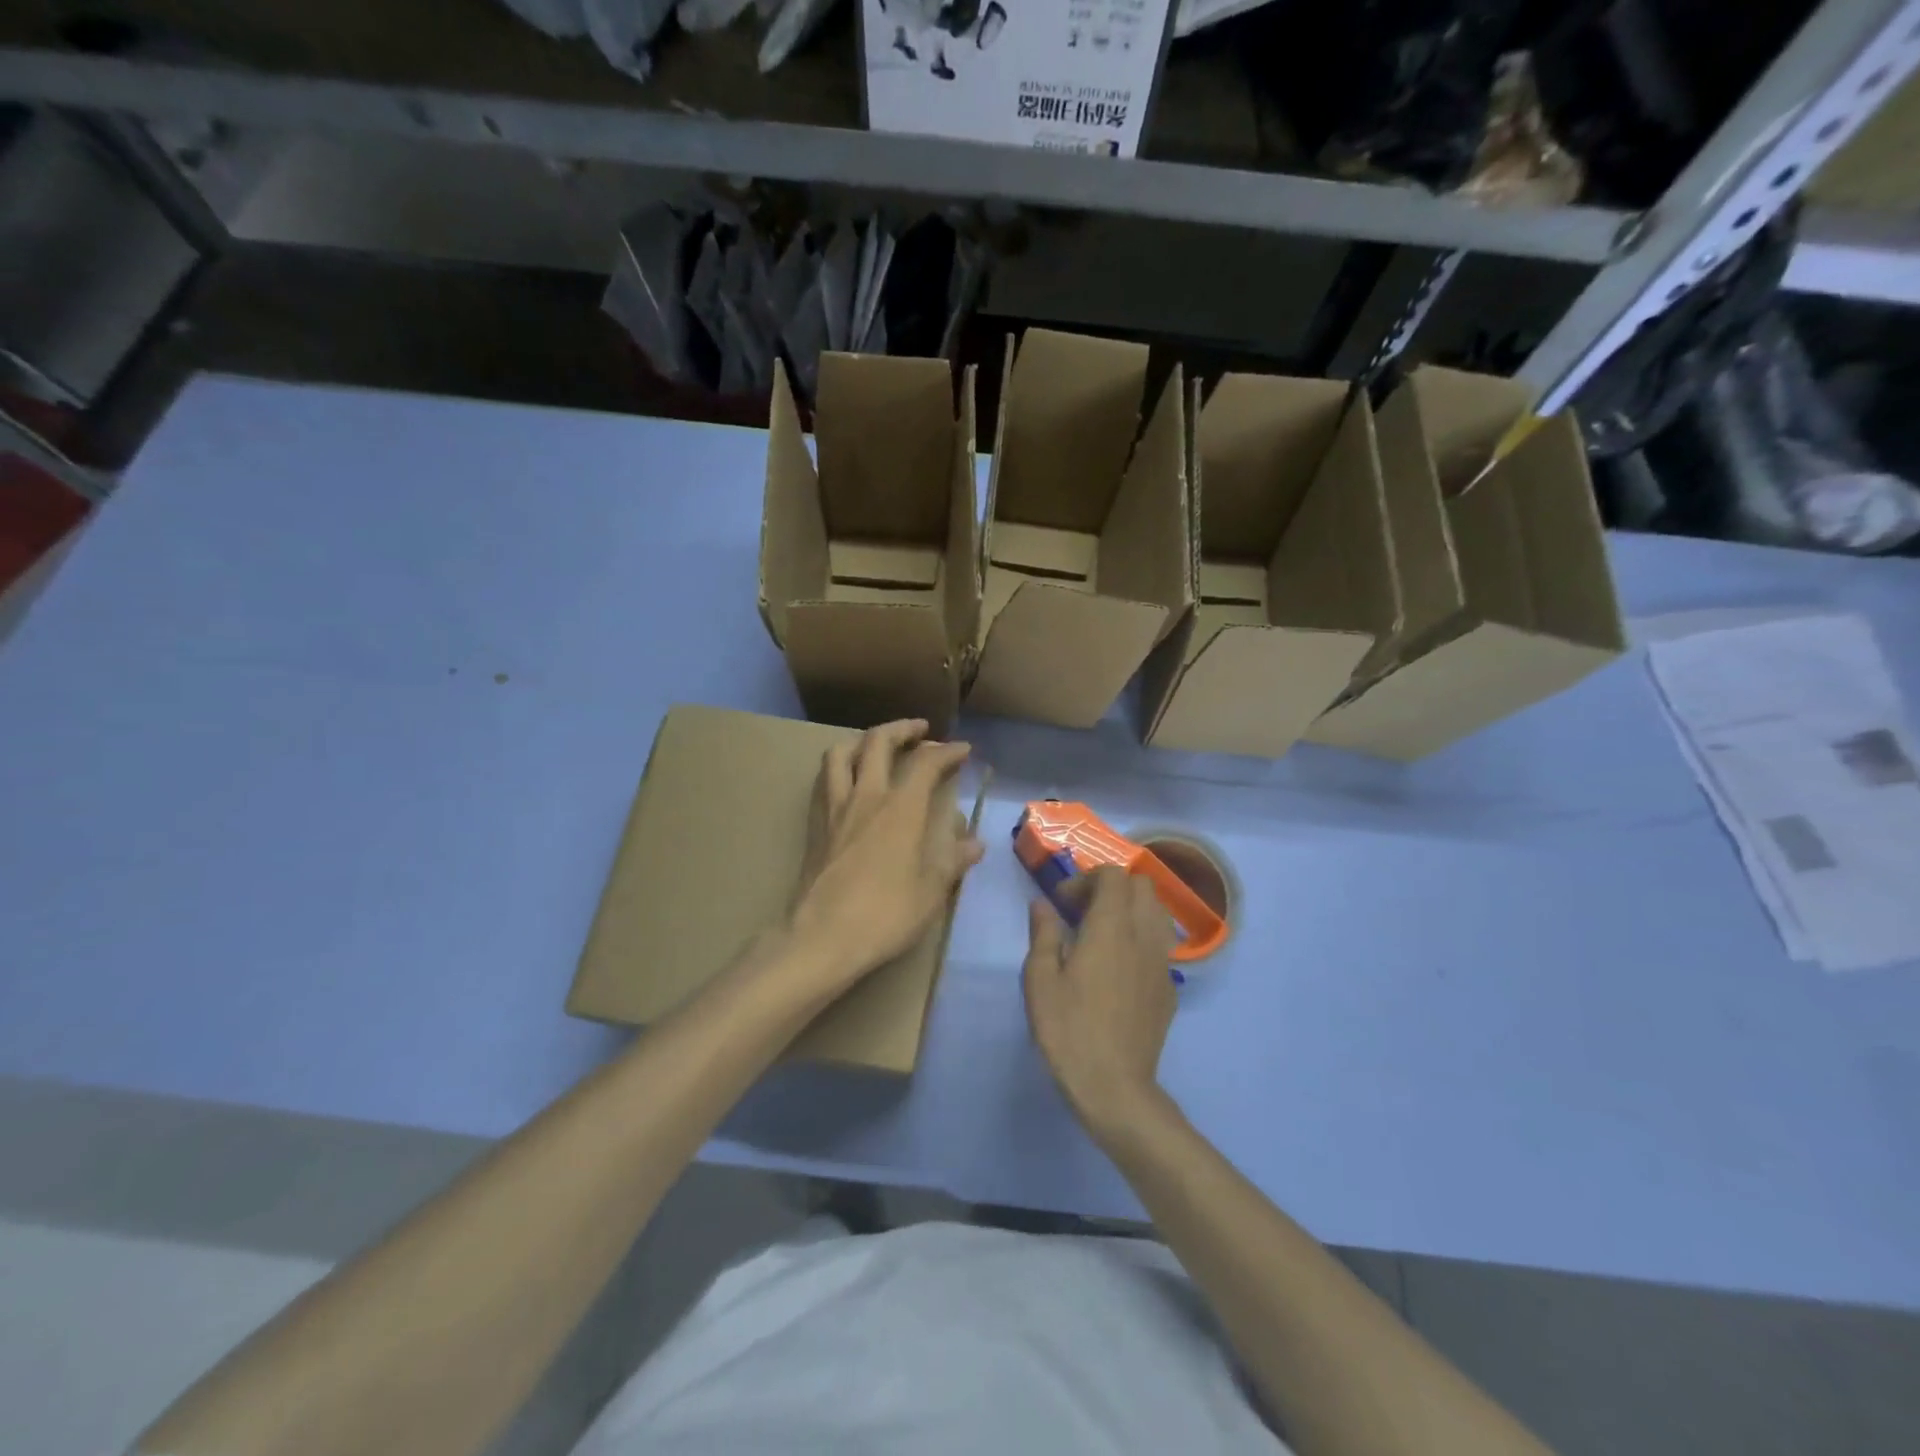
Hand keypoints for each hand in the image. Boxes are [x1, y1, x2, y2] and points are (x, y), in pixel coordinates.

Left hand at [786, 719, 984, 998]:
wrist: (822, 937)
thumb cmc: (885, 915)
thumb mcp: (931, 892)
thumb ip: (952, 862)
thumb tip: (975, 844)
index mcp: (901, 809)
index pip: (926, 764)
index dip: (947, 751)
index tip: (963, 750)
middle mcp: (867, 797)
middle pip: (878, 742)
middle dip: (902, 729)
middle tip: (920, 731)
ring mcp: (835, 808)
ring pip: (841, 753)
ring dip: (863, 741)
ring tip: (878, 746)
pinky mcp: (816, 825)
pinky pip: (825, 780)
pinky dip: (841, 767)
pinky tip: (849, 782)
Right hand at [1023, 866, 1177, 1140]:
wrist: (1115, 1087)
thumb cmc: (1069, 1030)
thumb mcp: (1040, 980)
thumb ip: (1044, 934)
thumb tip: (1043, 905)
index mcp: (1111, 927)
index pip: (1113, 875)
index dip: (1086, 878)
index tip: (1062, 902)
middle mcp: (1143, 935)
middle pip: (1142, 885)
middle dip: (1112, 887)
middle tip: (1083, 911)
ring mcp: (1162, 963)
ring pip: (1158, 912)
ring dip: (1132, 909)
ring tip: (1104, 933)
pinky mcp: (1170, 989)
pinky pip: (1161, 946)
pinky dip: (1141, 939)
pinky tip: (1120, 968)